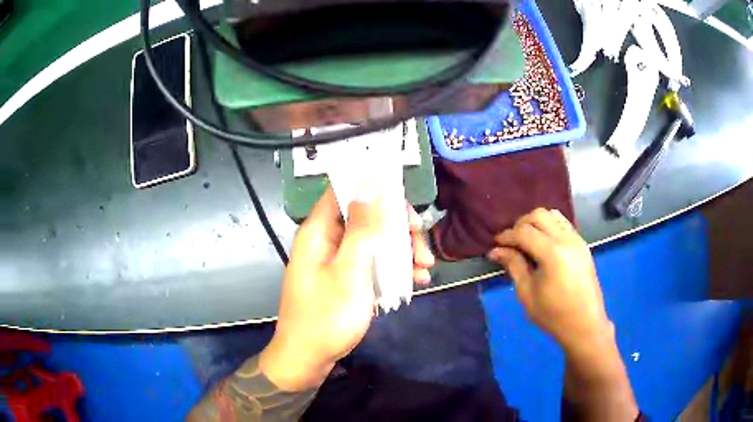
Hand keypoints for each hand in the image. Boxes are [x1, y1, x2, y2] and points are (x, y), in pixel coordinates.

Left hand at [260, 186, 434, 390]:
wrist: (308, 358)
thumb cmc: (326, 316)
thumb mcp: (350, 271)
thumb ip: (362, 228)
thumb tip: (370, 183)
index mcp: (319, 230)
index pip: (345, 189)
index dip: (374, 188)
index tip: (404, 202)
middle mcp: (327, 239)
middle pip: (366, 216)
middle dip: (398, 227)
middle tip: (421, 245)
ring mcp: (338, 259)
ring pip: (374, 240)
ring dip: (402, 250)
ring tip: (425, 268)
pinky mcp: (346, 277)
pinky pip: (372, 262)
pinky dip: (394, 268)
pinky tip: (415, 280)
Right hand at [487, 208, 611, 352]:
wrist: (584, 325)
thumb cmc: (553, 315)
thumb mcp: (527, 293)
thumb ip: (514, 266)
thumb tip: (496, 250)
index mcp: (552, 253)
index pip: (524, 232)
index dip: (507, 236)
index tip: (495, 245)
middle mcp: (566, 239)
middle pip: (539, 215)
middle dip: (520, 224)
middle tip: (511, 243)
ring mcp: (577, 239)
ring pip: (553, 215)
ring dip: (536, 223)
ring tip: (527, 241)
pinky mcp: (582, 244)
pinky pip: (563, 224)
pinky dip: (550, 226)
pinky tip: (543, 244)